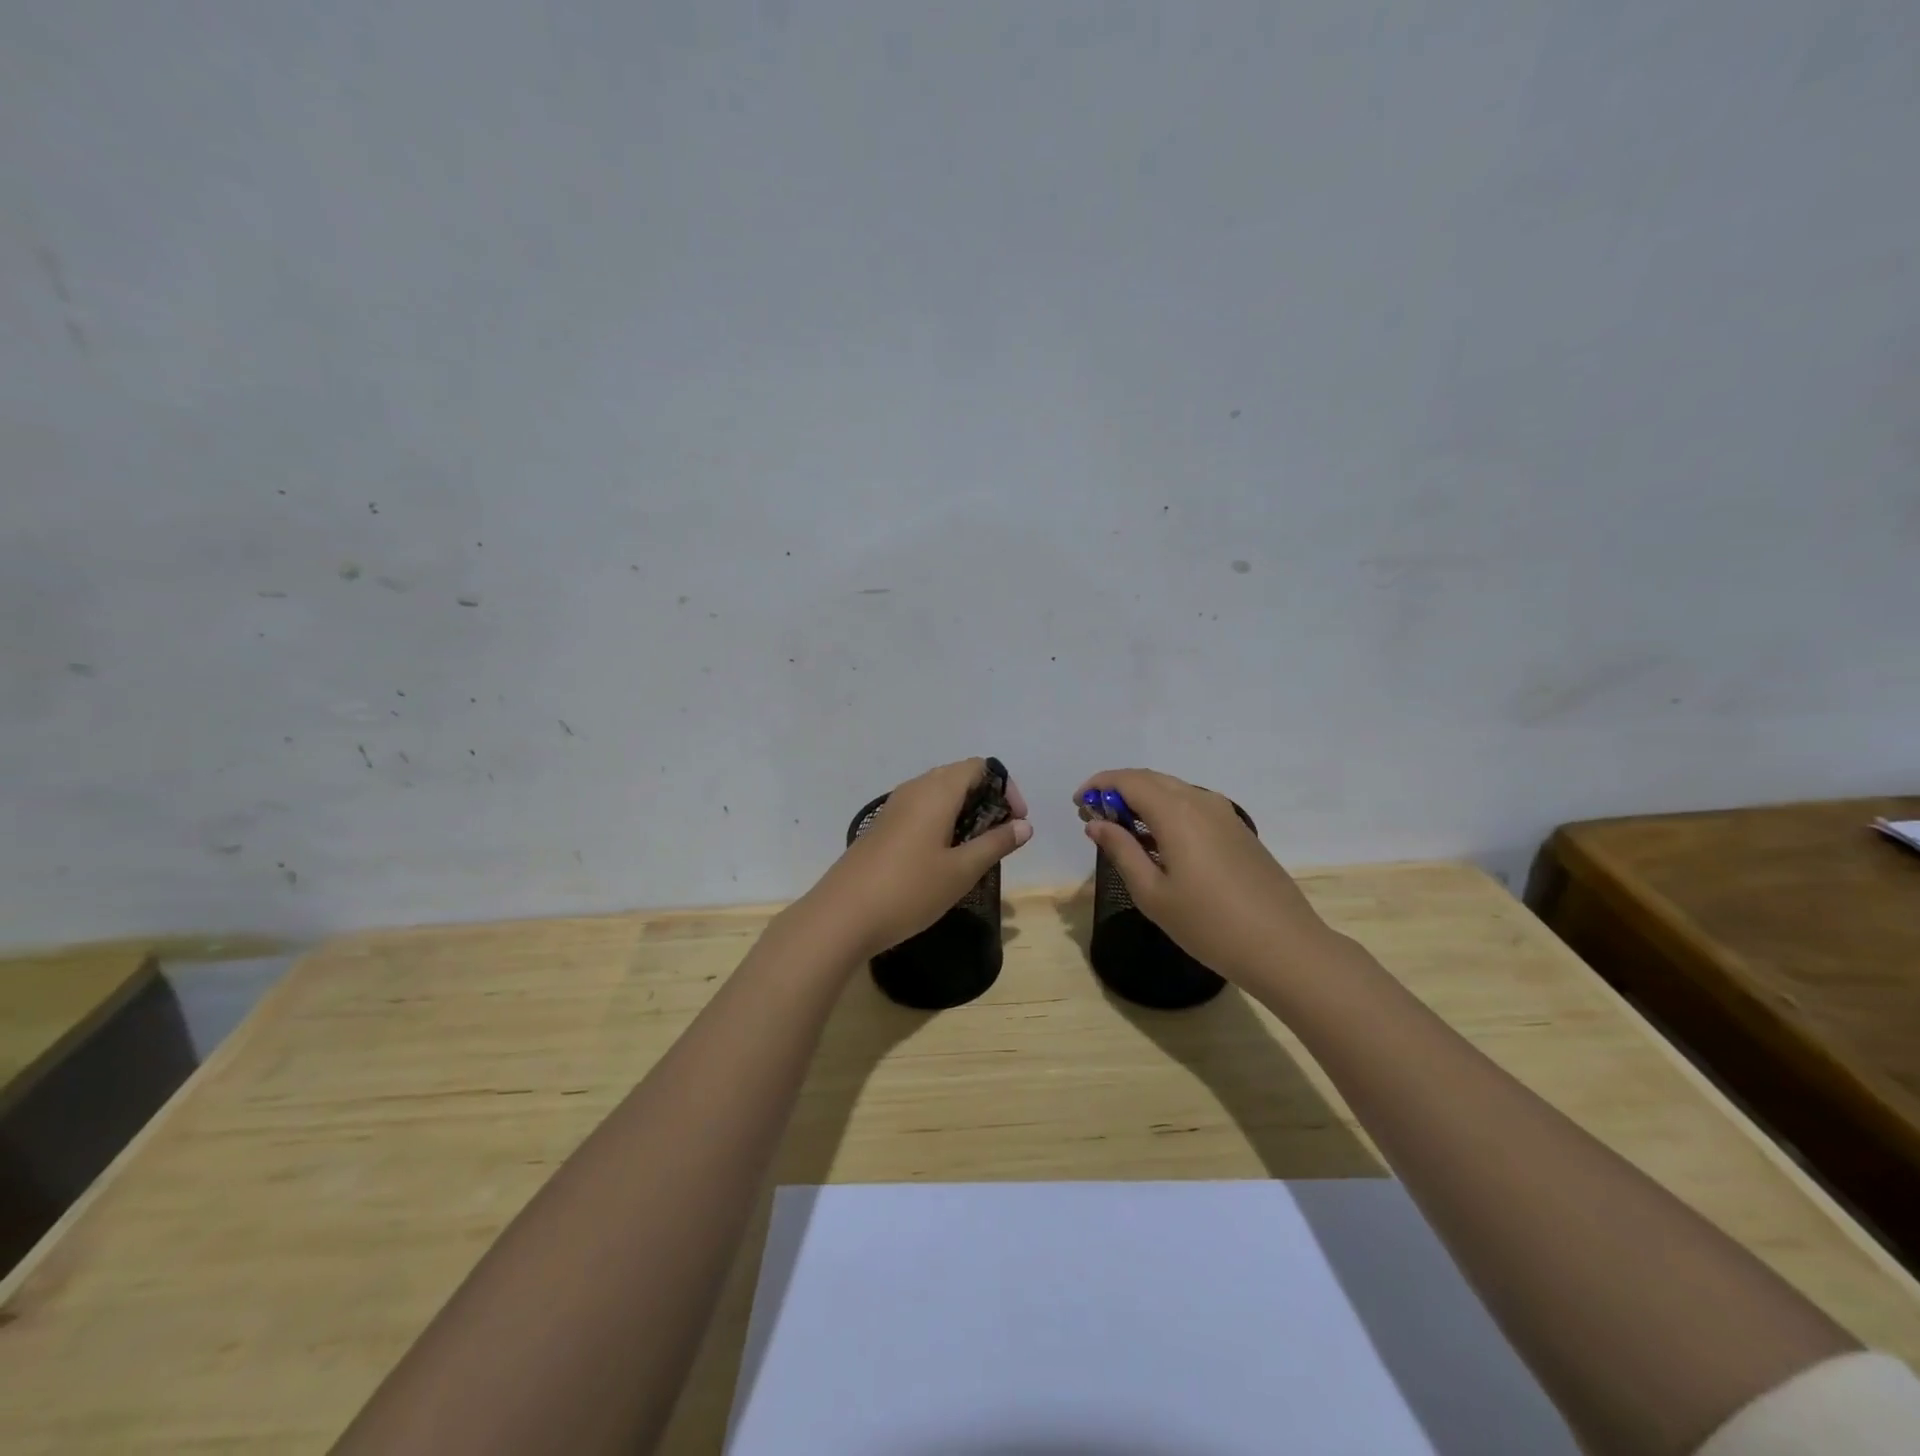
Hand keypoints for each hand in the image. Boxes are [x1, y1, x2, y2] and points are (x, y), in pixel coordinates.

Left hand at [802, 759, 1032, 960]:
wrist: (842, 916)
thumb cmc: (909, 890)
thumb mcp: (961, 871)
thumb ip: (995, 844)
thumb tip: (1024, 825)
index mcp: (936, 791)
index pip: (979, 766)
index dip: (1005, 787)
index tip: (1016, 821)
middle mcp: (914, 789)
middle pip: (958, 776)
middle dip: (986, 799)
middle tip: (1000, 836)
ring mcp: (893, 807)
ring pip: (938, 794)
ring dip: (964, 812)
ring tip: (976, 848)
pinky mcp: (882, 827)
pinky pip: (921, 810)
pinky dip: (942, 822)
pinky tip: (944, 857)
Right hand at [1075, 768, 1337, 991]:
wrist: (1284, 947)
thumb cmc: (1209, 925)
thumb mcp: (1153, 893)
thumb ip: (1121, 851)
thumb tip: (1096, 823)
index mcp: (1176, 812)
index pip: (1128, 780)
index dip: (1098, 785)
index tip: (1077, 804)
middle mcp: (1201, 801)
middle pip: (1151, 779)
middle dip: (1118, 790)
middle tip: (1094, 816)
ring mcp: (1225, 814)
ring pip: (1174, 790)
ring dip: (1143, 800)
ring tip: (1121, 830)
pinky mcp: (1238, 830)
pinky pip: (1193, 806)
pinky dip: (1166, 811)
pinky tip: (1158, 842)